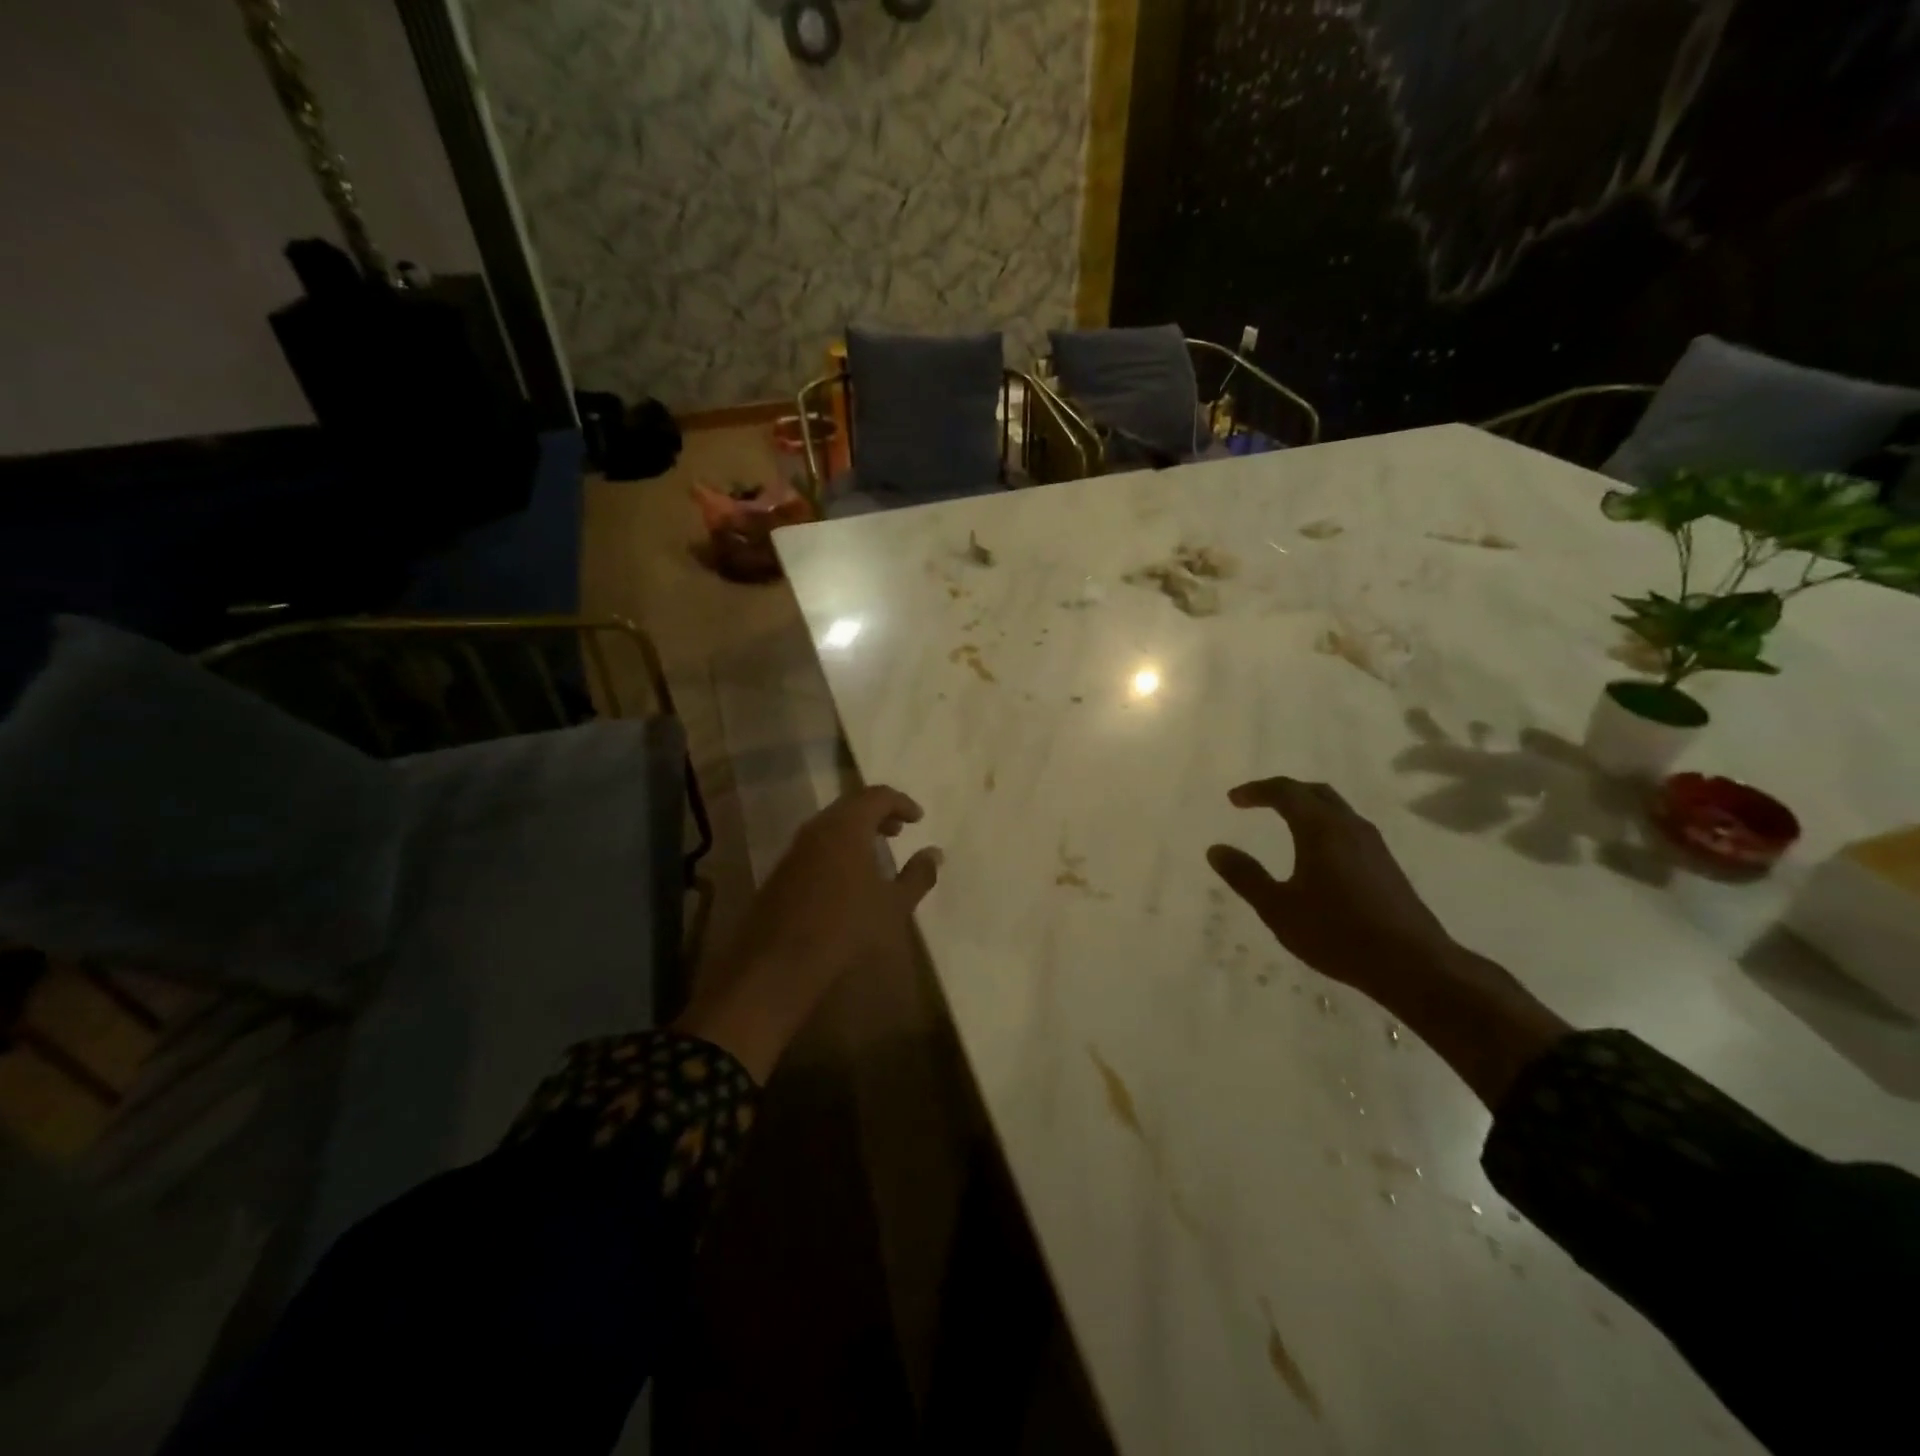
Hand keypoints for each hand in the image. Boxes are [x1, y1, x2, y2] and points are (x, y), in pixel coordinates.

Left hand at [674, 786, 941, 1080]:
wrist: (778, 964)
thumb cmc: (846, 928)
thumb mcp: (894, 905)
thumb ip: (918, 875)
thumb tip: (934, 853)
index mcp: (846, 827)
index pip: (877, 795)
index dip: (901, 802)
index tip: (918, 819)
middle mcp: (817, 828)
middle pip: (851, 806)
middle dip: (878, 814)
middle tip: (900, 830)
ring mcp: (795, 849)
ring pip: (831, 826)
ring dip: (857, 832)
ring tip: (877, 853)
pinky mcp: (782, 871)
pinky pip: (817, 845)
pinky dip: (838, 848)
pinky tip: (849, 877)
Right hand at [1206, 776, 1567, 1108]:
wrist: (1412, 964)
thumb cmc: (1337, 933)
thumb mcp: (1278, 908)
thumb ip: (1245, 876)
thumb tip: (1215, 850)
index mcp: (1321, 829)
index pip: (1286, 792)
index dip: (1257, 790)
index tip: (1233, 800)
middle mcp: (1349, 827)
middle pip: (1315, 792)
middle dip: (1283, 792)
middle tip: (1257, 802)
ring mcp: (1373, 845)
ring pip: (1335, 809)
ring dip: (1307, 807)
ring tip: (1283, 822)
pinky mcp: (1385, 865)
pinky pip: (1348, 828)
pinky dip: (1324, 825)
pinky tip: (1316, 853)